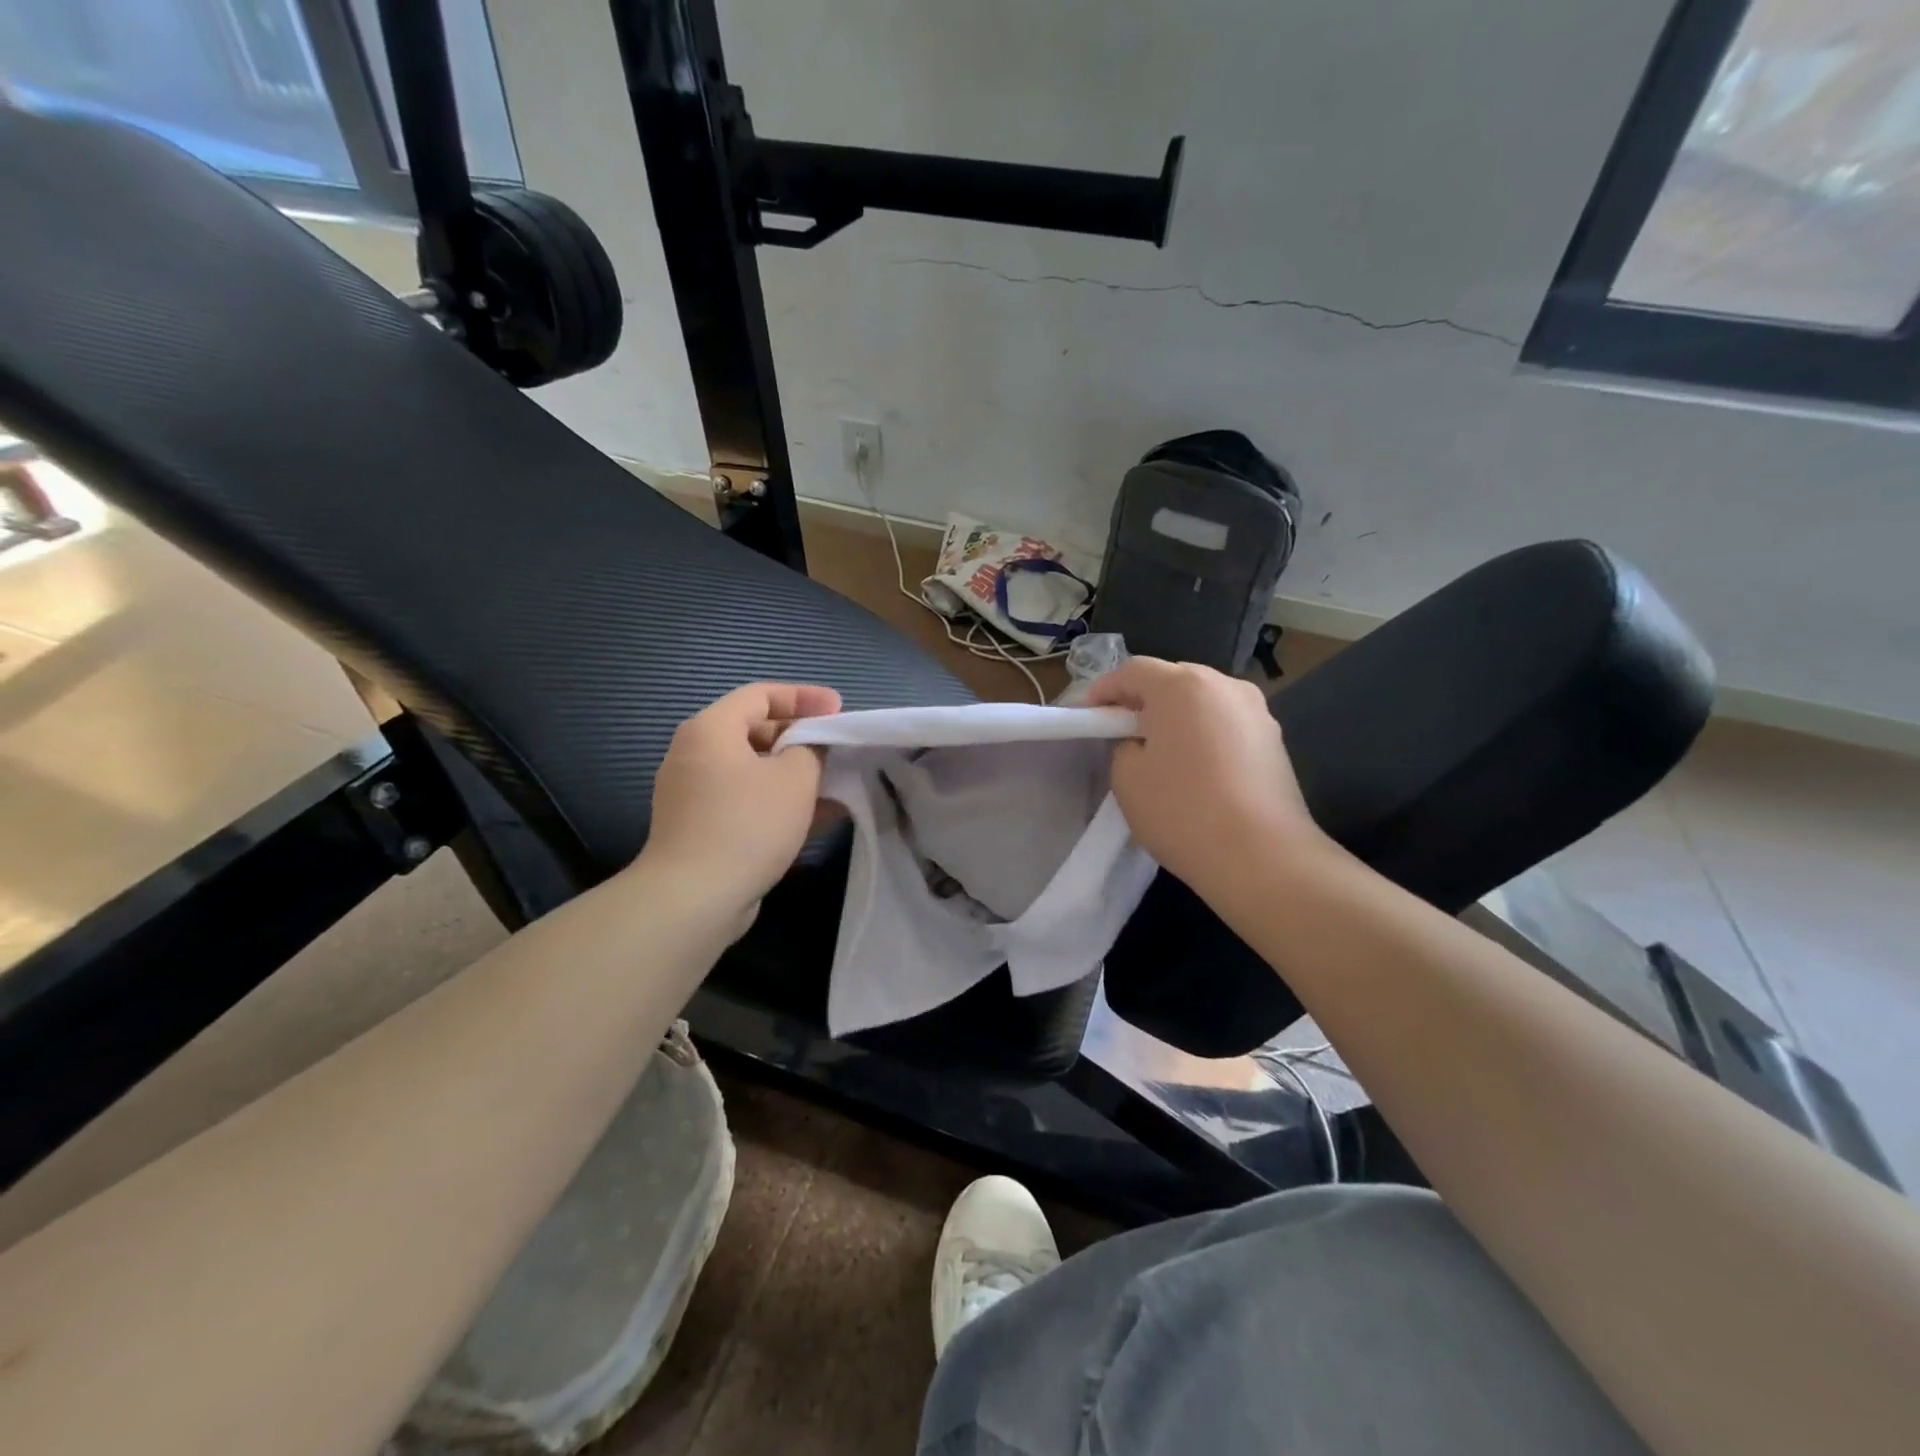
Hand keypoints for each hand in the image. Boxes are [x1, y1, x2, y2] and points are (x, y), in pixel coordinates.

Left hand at [643, 682, 841, 923]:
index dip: (804, 697)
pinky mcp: (701, 828)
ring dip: (795, 774)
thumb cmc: (747, 824)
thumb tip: (810, 749)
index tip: (839, 709)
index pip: (761, 694)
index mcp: (711, 729)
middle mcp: (695, 755)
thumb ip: (811, 750)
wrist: (694, 898)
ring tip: (836, 782)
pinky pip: (747, 801)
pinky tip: (818, 816)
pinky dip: (779, 801)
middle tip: (837, 747)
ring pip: (754, 771)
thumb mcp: (795, 778)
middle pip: (755, 731)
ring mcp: (695, 794)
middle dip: (801, 738)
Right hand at [1089, 658, 1327, 892]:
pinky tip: (1195, 767)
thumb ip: (1124, 745)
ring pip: (1203, 701)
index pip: (1133, 670)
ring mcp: (1256, 711)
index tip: (1089, 714)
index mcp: (1182, 686)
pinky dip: (1204, 734)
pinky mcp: (1274, 740)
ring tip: (1160, 750)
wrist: (1262, 857)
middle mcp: (1224, 685)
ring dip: (1177, 716)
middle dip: (1144, 699)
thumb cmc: (1182, 811)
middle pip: (1173, 679)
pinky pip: (1226, 724)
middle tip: (1122, 730)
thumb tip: (1141, 740)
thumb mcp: (1127, 777)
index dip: (1105, 689)